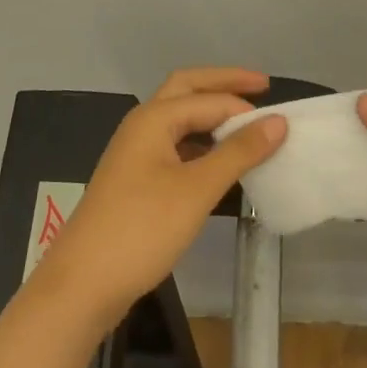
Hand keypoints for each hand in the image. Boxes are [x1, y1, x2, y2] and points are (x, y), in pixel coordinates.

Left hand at [34, 67, 286, 333]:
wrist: (83, 283)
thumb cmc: (142, 229)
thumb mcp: (197, 189)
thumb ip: (239, 152)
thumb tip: (277, 120)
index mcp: (153, 118)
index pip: (210, 100)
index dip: (246, 108)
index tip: (283, 123)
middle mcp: (142, 126)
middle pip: (187, 90)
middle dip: (223, 84)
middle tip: (262, 85)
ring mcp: (135, 153)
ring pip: (179, 119)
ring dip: (211, 114)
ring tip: (247, 124)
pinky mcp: (136, 180)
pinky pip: (175, 146)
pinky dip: (200, 144)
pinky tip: (219, 162)